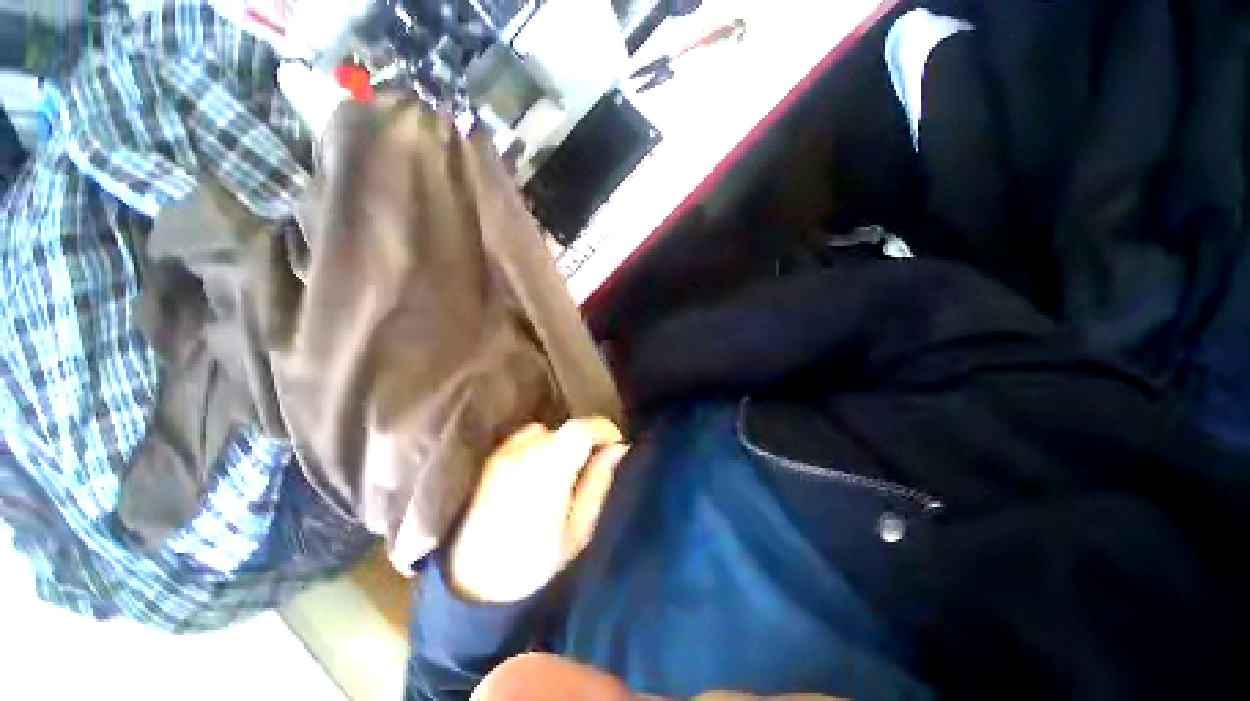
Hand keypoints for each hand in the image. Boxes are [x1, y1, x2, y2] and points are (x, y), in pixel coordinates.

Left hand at [448, 418, 628, 603]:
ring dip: (564, 442)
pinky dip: (543, 445)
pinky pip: (527, 439)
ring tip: (570, 469)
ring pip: (548, 432)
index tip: (617, 446)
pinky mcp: (492, 461)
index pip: (581, 429)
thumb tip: (617, 449)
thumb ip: (598, 483)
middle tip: (598, 460)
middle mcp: (523, 455)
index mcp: (548, 472)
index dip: (605, 430)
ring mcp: (504, 455)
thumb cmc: (535, 567)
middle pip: (566, 428)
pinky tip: (543, 472)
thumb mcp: (579, 532)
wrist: (475, 587)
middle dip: (588, 438)